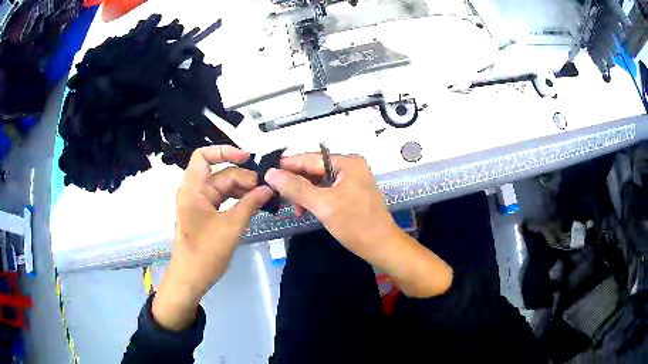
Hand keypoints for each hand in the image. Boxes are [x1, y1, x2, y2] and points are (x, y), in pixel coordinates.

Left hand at [153, 146, 272, 329]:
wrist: (191, 279)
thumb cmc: (205, 253)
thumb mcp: (231, 227)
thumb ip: (250, 204)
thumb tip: (268, 188)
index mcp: (193, 189)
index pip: (203, 156)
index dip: (224, 151)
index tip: (247, 158)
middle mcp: (195, 192)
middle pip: (220, 174)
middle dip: (243, 178)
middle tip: (266, 188)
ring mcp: (200, 204)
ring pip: (224, 187)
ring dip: (243, 190)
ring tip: (264, 196)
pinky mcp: (206, 215)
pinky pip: (223, 200)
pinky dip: (238, 200)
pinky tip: (254, 204)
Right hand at [265, 154, 398, 260]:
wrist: (382, 246)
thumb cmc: (355, 224)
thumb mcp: (324, 205)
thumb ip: (296, 188)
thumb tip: (270, 173)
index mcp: (347, 162)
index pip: (310, 158)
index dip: (287, 165)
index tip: (266, 172)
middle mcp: (350, 166)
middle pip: (314, 168)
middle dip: (296, 181)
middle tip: (276, 193)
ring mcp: (352, 179)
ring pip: (319, 180)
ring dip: (304, 192)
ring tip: (294, 208)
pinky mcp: (351, 192)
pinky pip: (326, 189)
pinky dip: (314, 198)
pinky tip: (305, 209)